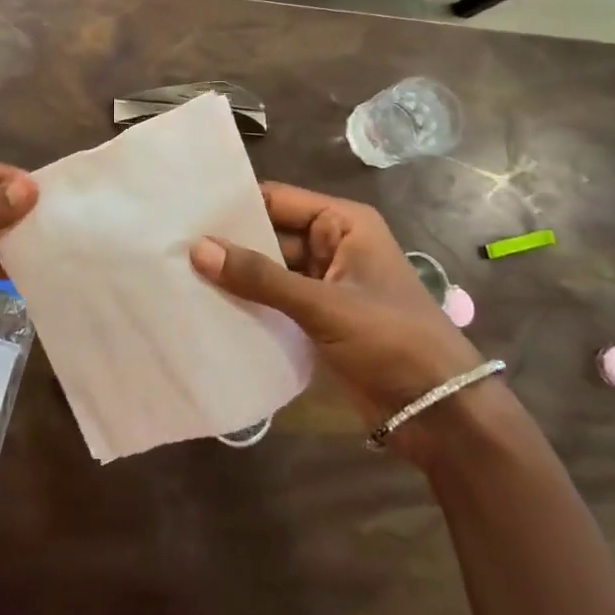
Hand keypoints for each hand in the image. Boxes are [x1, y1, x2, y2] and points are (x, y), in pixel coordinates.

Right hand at [191, 182, 483, 464]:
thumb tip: (198, 248)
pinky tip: (208, 308)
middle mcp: (332, 245)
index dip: (234, 205)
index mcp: (343, 223)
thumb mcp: (325, 305)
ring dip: (235, 276)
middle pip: (269, 234)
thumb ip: (262, 278)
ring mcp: (324, 284)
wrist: (441, 415)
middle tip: (172, 246)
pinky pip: (275, 301)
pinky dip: (249, 304)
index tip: (185, 210)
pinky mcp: (318, 319)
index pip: (277, 199)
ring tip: (179, 275)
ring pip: (269, 270)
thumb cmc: (391, 340)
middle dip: (228, 243)